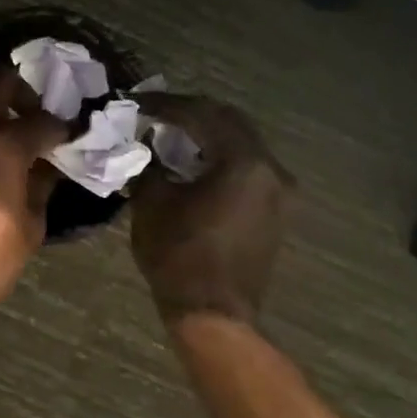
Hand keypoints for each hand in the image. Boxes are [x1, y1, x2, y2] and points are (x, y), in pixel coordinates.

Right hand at [129, 94, 291, 325]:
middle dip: (191, 114)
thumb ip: (148, 164)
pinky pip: (246, 168)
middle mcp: (270, 169)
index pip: (202, 114)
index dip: (166, 105)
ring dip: (206, 136)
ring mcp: (278, 192)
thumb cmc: (179, 256)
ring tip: (170, 137)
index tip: (137, 103)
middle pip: (229, 122)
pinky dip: (219, 158)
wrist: (214, 314)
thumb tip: (144, 145)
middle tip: (156, 114)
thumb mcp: (151, 203)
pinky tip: (192, 165)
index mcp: (243, 161)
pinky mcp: (274, 211)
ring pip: (241, 144)